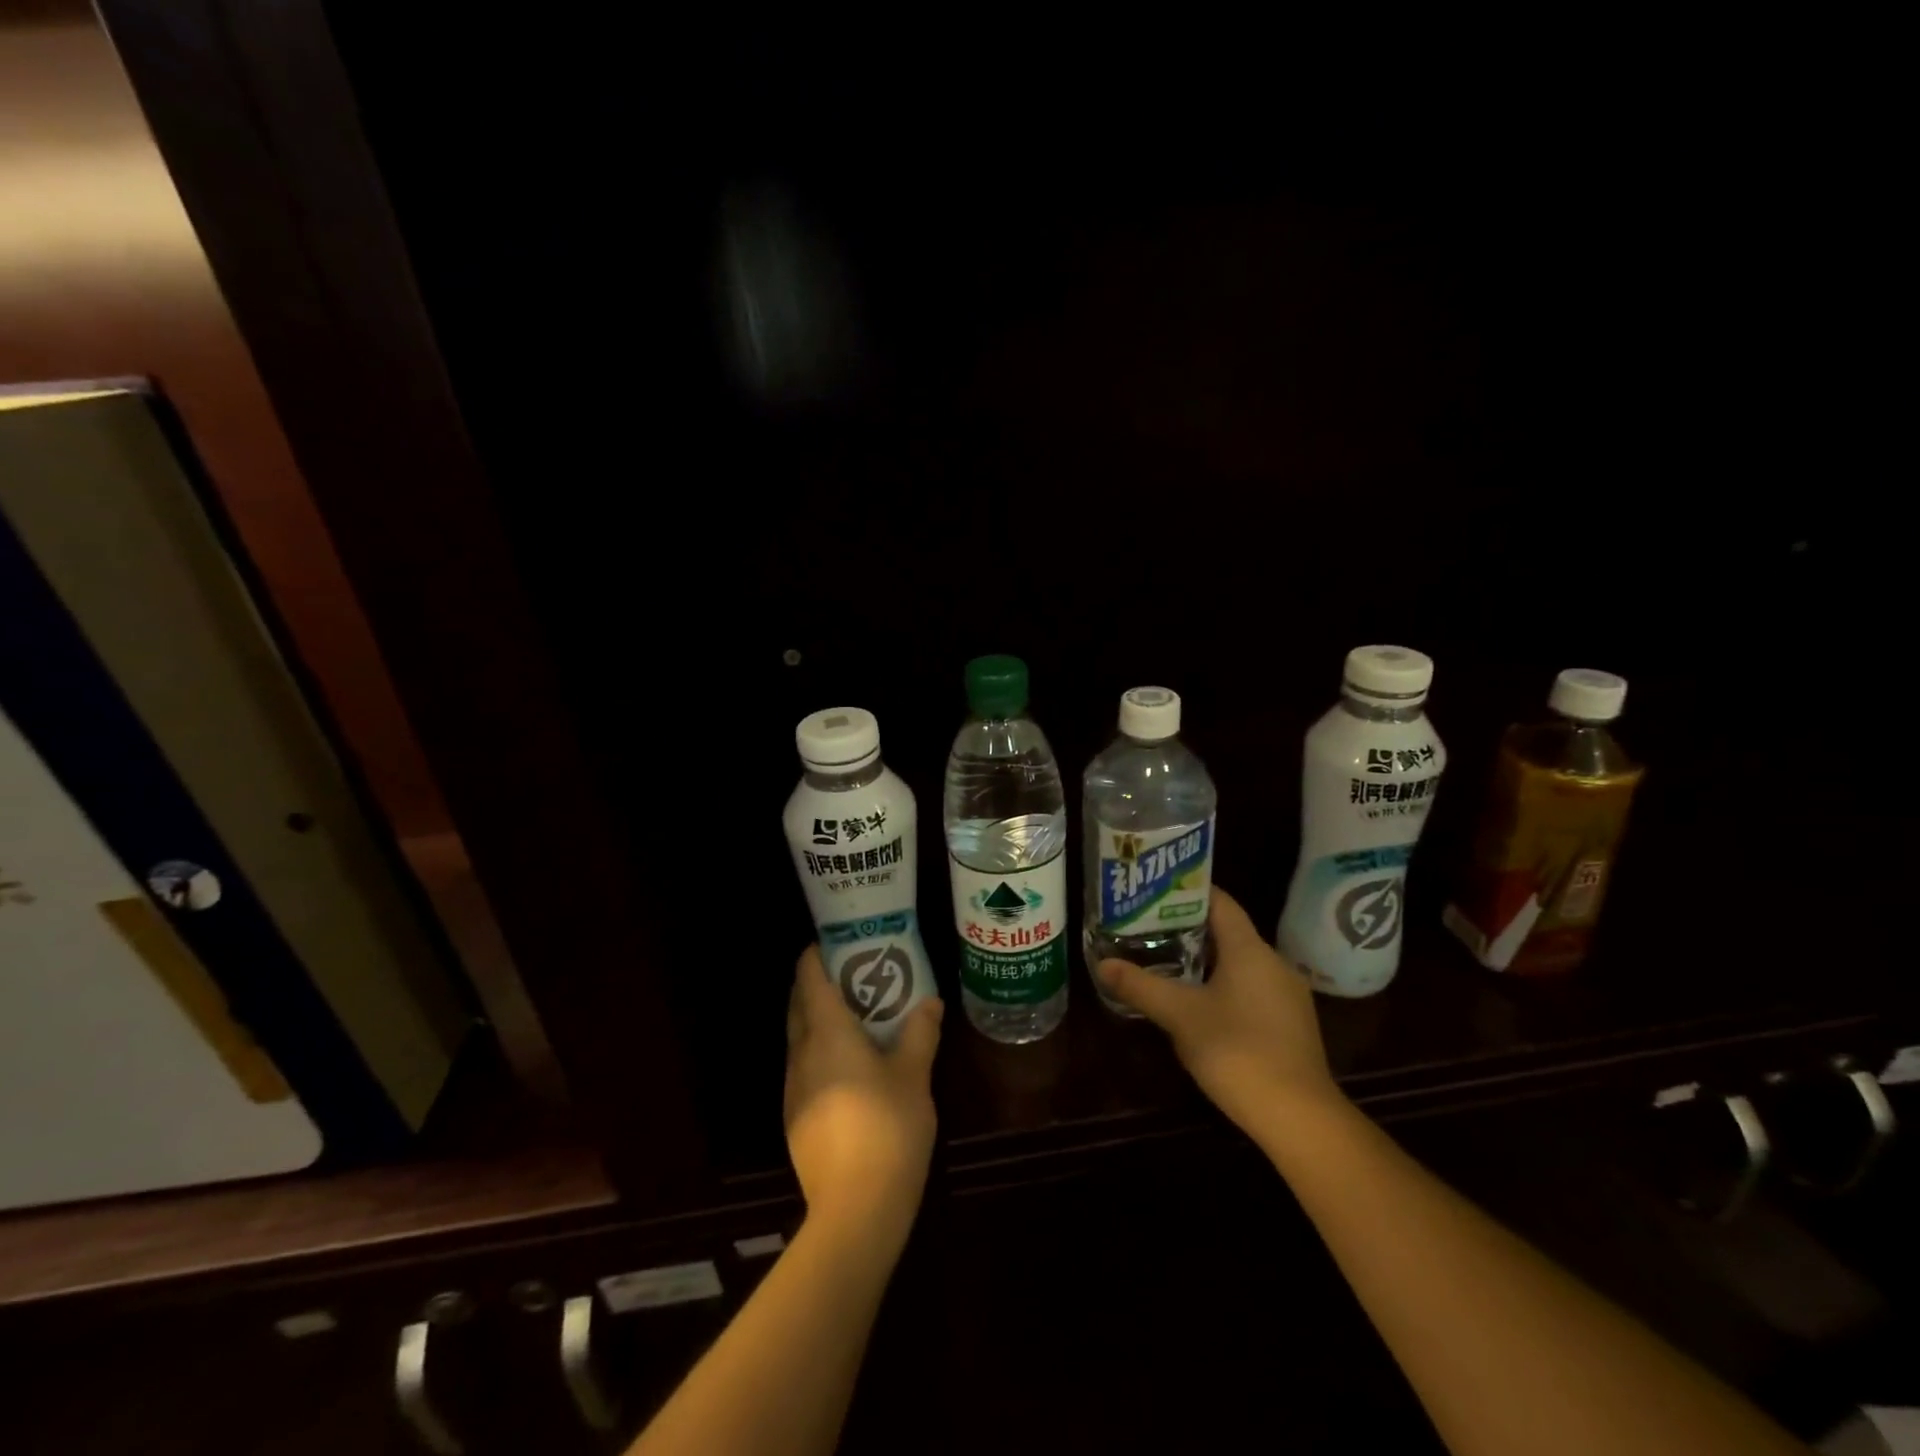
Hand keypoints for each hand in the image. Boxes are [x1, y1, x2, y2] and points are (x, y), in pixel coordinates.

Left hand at [784, 946, 942, 1250]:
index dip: (816, 955)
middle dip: (817, 983)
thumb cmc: (887, 1127)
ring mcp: (793, 1087)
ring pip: (799, 1036)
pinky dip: (820, 1049)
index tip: (836, 942)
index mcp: (826, 1033)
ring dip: (818, 1018)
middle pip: (798, 1004)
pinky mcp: (795, 1116)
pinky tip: (849, 1064)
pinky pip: (804, 1065)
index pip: (809, 979)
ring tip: (855, 1014)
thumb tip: (930, 1001)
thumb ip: (920, 1032)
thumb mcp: (914, 1075)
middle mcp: (801, 1053)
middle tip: (852, 972)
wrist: (856, 1208)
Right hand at [1096, 886, 1345, 1138]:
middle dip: (1189, 928)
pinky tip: (1200, 1004)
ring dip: (1206, 960)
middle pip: (1228, 932)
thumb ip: (1140, 986)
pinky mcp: (1291, 1024)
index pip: (1220, 902)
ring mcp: (1287, 995)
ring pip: (1240, 963)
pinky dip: (1224, 985)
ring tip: (1167, 962)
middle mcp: (1273, 963)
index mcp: (1250, 949)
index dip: (1188, 892)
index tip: (1155, 892)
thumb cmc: (1237, 1051)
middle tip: (1149, 928)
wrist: (1299, 1117)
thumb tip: (1103, 964)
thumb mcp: (1179, 1016)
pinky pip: (1252, 988)